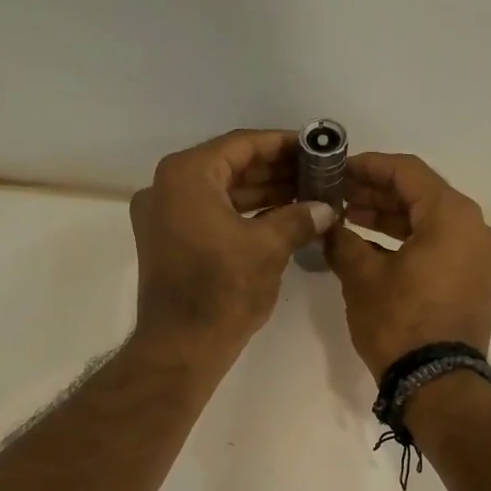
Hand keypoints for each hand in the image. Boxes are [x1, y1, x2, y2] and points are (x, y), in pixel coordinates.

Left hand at [129, 130, 336, 362]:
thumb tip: (326, 208)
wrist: (181, 347)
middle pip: (229, 166)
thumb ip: (299, 218)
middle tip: (316, 173)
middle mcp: (167, 187)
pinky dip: (243, 214)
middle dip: (275, 170)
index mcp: (186, 175)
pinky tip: (281, 217)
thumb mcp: (269, 248)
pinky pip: (210, 214)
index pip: (241, 145)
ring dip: (262, 193)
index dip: (282, 144)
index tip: (315, 147)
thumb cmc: (223, 290)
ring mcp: (164, 216)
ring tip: (307, 194)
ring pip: (221, 192)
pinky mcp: (168, 241)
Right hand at [325, 152, 490, 378]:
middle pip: (422, 195)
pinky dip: (409, 241)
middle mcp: (476, 228)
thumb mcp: (362, 276)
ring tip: (348, 217)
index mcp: (453, 216)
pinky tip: (371, 245)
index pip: (408, 172)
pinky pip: (441, 246)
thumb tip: (327, 224)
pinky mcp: (476, 280)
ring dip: (391, 217)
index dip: (368, 166)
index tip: (337, 169)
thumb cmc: (399, 322)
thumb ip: (342, 239)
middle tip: (338, 195)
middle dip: (377, 193)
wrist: (436, 383)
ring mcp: (480, 256)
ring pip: (431, 221)